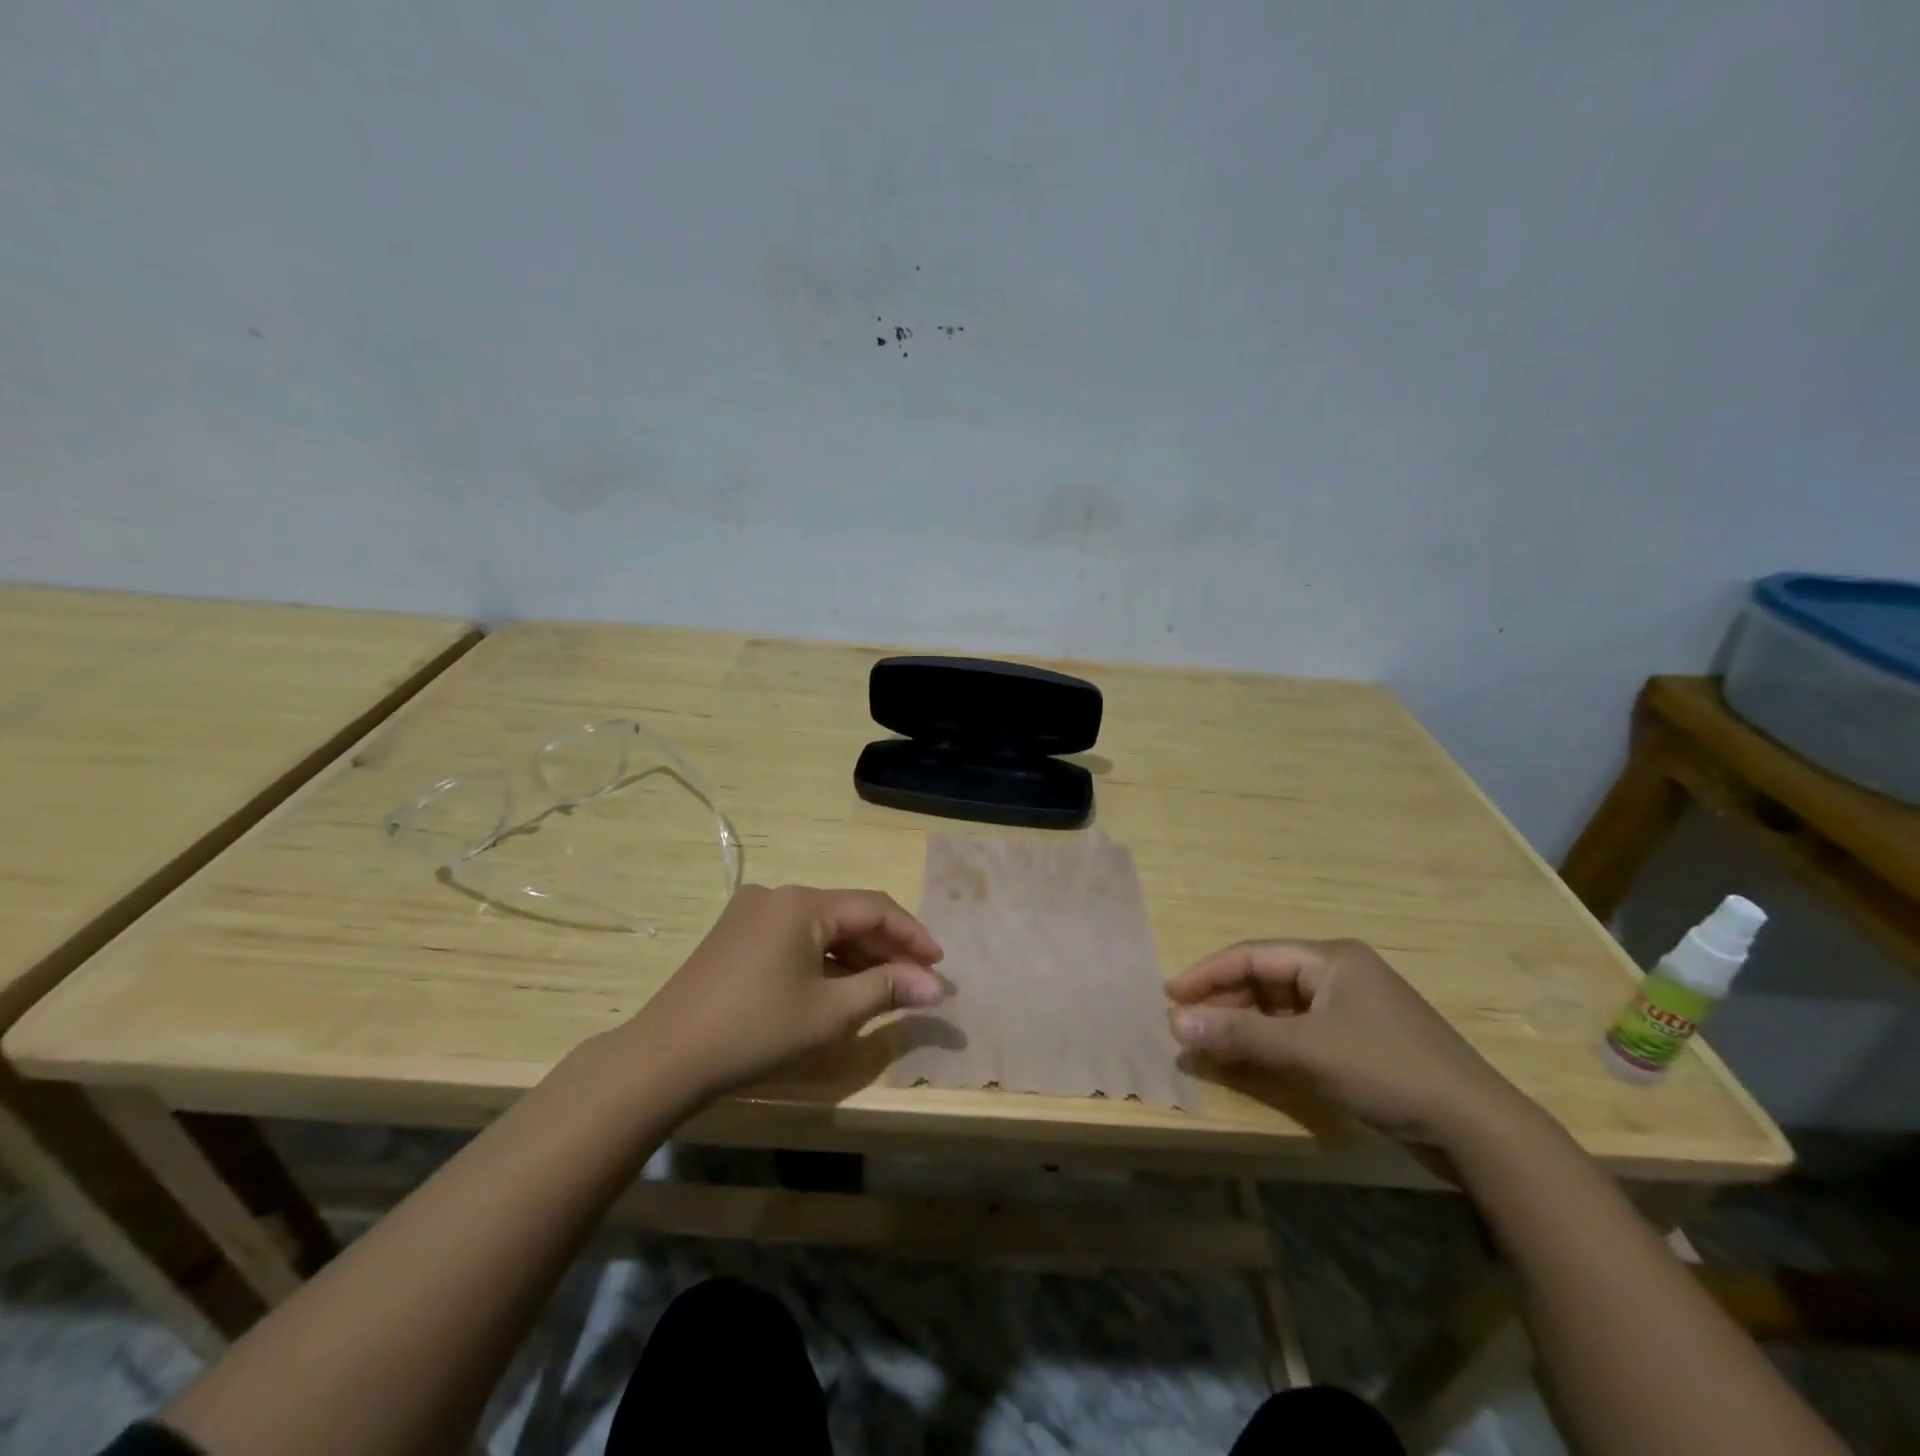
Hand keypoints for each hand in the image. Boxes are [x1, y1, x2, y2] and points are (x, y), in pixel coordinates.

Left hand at [635, 884, 945, 1102]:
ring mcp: (751, 913)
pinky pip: (795, 938)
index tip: (940, 966)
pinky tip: (840, 986)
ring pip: (821, 928)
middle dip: (886, 949)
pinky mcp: (735, 936)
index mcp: (802, 903)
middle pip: (847, 915)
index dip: (912, 935)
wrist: (664, 1059)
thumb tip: (935, 987)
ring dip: (856, 956)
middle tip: (917, 983)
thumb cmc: (756, 1031)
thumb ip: (887, 990)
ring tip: (886, 988)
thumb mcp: (830, 1013)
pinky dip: (824, 960)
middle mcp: (777, 895)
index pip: (874, 908)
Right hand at [1166, 939, 1533, 1147]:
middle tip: (1186, 1026)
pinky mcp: (1365, 1040)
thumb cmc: (1385, 1070)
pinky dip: (1274, 1043)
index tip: (1170, 995)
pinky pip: (1304, 1030)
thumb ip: (1237, 1034)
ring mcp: (1356, 1008)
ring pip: (1283, 1007)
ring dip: (1246, 1026)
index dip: (1207, 974)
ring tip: (1210, 1046)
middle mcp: (1341, 972)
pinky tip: (1253, 1061)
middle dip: (1225, 1003)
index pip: (1252, 955)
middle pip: (1266, 979)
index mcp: (1330, 958)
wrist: (1478, 1129)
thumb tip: (1175, 1020)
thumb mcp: (1304, 1050)